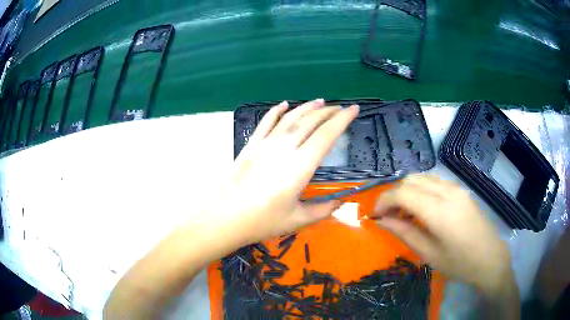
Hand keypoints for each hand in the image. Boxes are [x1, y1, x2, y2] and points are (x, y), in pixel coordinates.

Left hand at [205, 99, 358, 245]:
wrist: (224, 217)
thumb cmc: (262, 221)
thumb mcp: (297, 220)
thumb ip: (322, 210)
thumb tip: (340, 203)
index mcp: (300, 166)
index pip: (326, 135)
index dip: (342, 120)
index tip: (354, 109)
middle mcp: (284, 148)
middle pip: (310, 122)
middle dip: (328, 112)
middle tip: (339, 107)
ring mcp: (265, 144)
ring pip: (289, 118)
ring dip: (306, 108)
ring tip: (319, 102)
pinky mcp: (250, 146)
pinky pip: (265, 122)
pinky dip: (276, 111)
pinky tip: (284, 104)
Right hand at [372, 174, 512, 290]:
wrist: (490, 258)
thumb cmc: (459, 263)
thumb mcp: (429, 254)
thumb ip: (404, 233)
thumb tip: (382, 221)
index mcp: (439, 211)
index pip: (403, 193)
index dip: (384, 201)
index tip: (374, 215)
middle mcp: (448, 191)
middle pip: (411, 180)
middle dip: (393, 195)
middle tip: (387, 216)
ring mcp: (456, 188)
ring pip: (422, 177)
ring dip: (407, 191)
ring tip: (403, 213)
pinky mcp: (461, 191)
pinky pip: (434, 181)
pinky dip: (420, 190)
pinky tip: (421, 208)